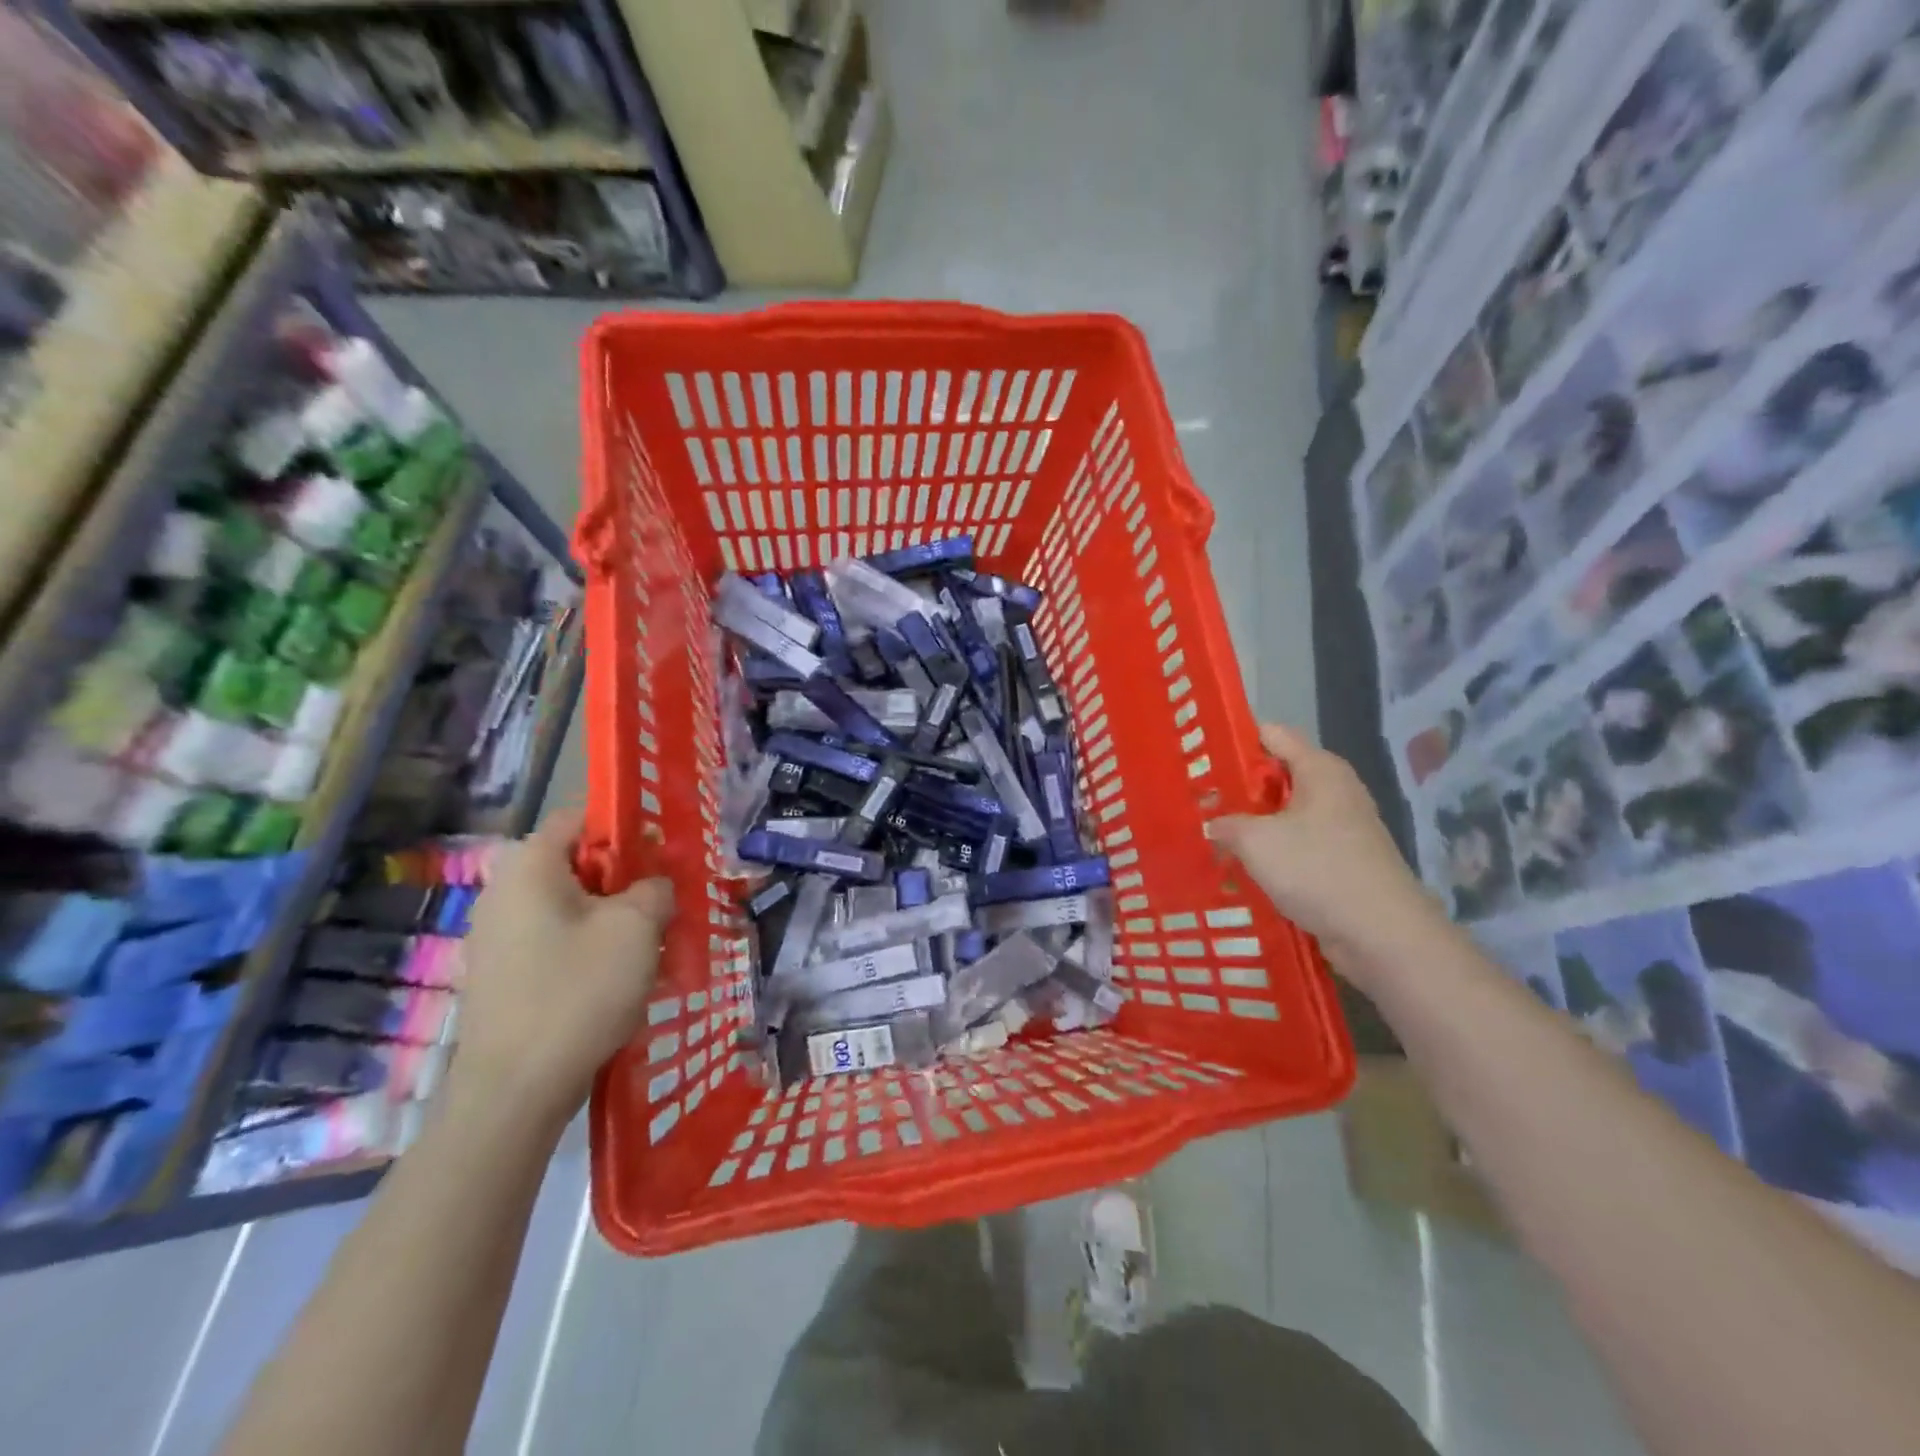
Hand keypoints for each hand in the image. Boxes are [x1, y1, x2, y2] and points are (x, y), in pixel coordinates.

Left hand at [453, 809, 673, 1128]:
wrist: (514, 1092)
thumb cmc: (577, 992)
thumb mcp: (636, 927)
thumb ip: (655, 888)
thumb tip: (653, 887)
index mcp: (529, 866)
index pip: (580, 818)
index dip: (625, 828)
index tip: (661, 856)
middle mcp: (503, 892)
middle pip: (577, 864)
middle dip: (624, 879)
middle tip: (663, 904)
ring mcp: (496, 938)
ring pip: (569, 907)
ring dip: (611, 918)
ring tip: (647, 945)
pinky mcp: (501, 976)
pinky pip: (555, 941)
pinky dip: (588, 947)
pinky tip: (616, 979)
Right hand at [1206, 724, 1441, 966]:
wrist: (1381, 935)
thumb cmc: (1318, 870)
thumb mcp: (1256, 841)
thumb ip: (1227, 824)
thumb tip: (1213, 824)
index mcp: (1320, 770)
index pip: (1272, 735)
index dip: (1235, 741)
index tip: (1201, 758)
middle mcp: (1334, 791)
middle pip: (1277, 777)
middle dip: (1239, 789)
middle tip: (1197, 801)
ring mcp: (1341, 829)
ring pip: (1284, 817)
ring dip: (1252, 827)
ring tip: (1211, 837)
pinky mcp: (1340, 863)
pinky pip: (1296, 848)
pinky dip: (1271, 855)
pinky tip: (1241, 869)